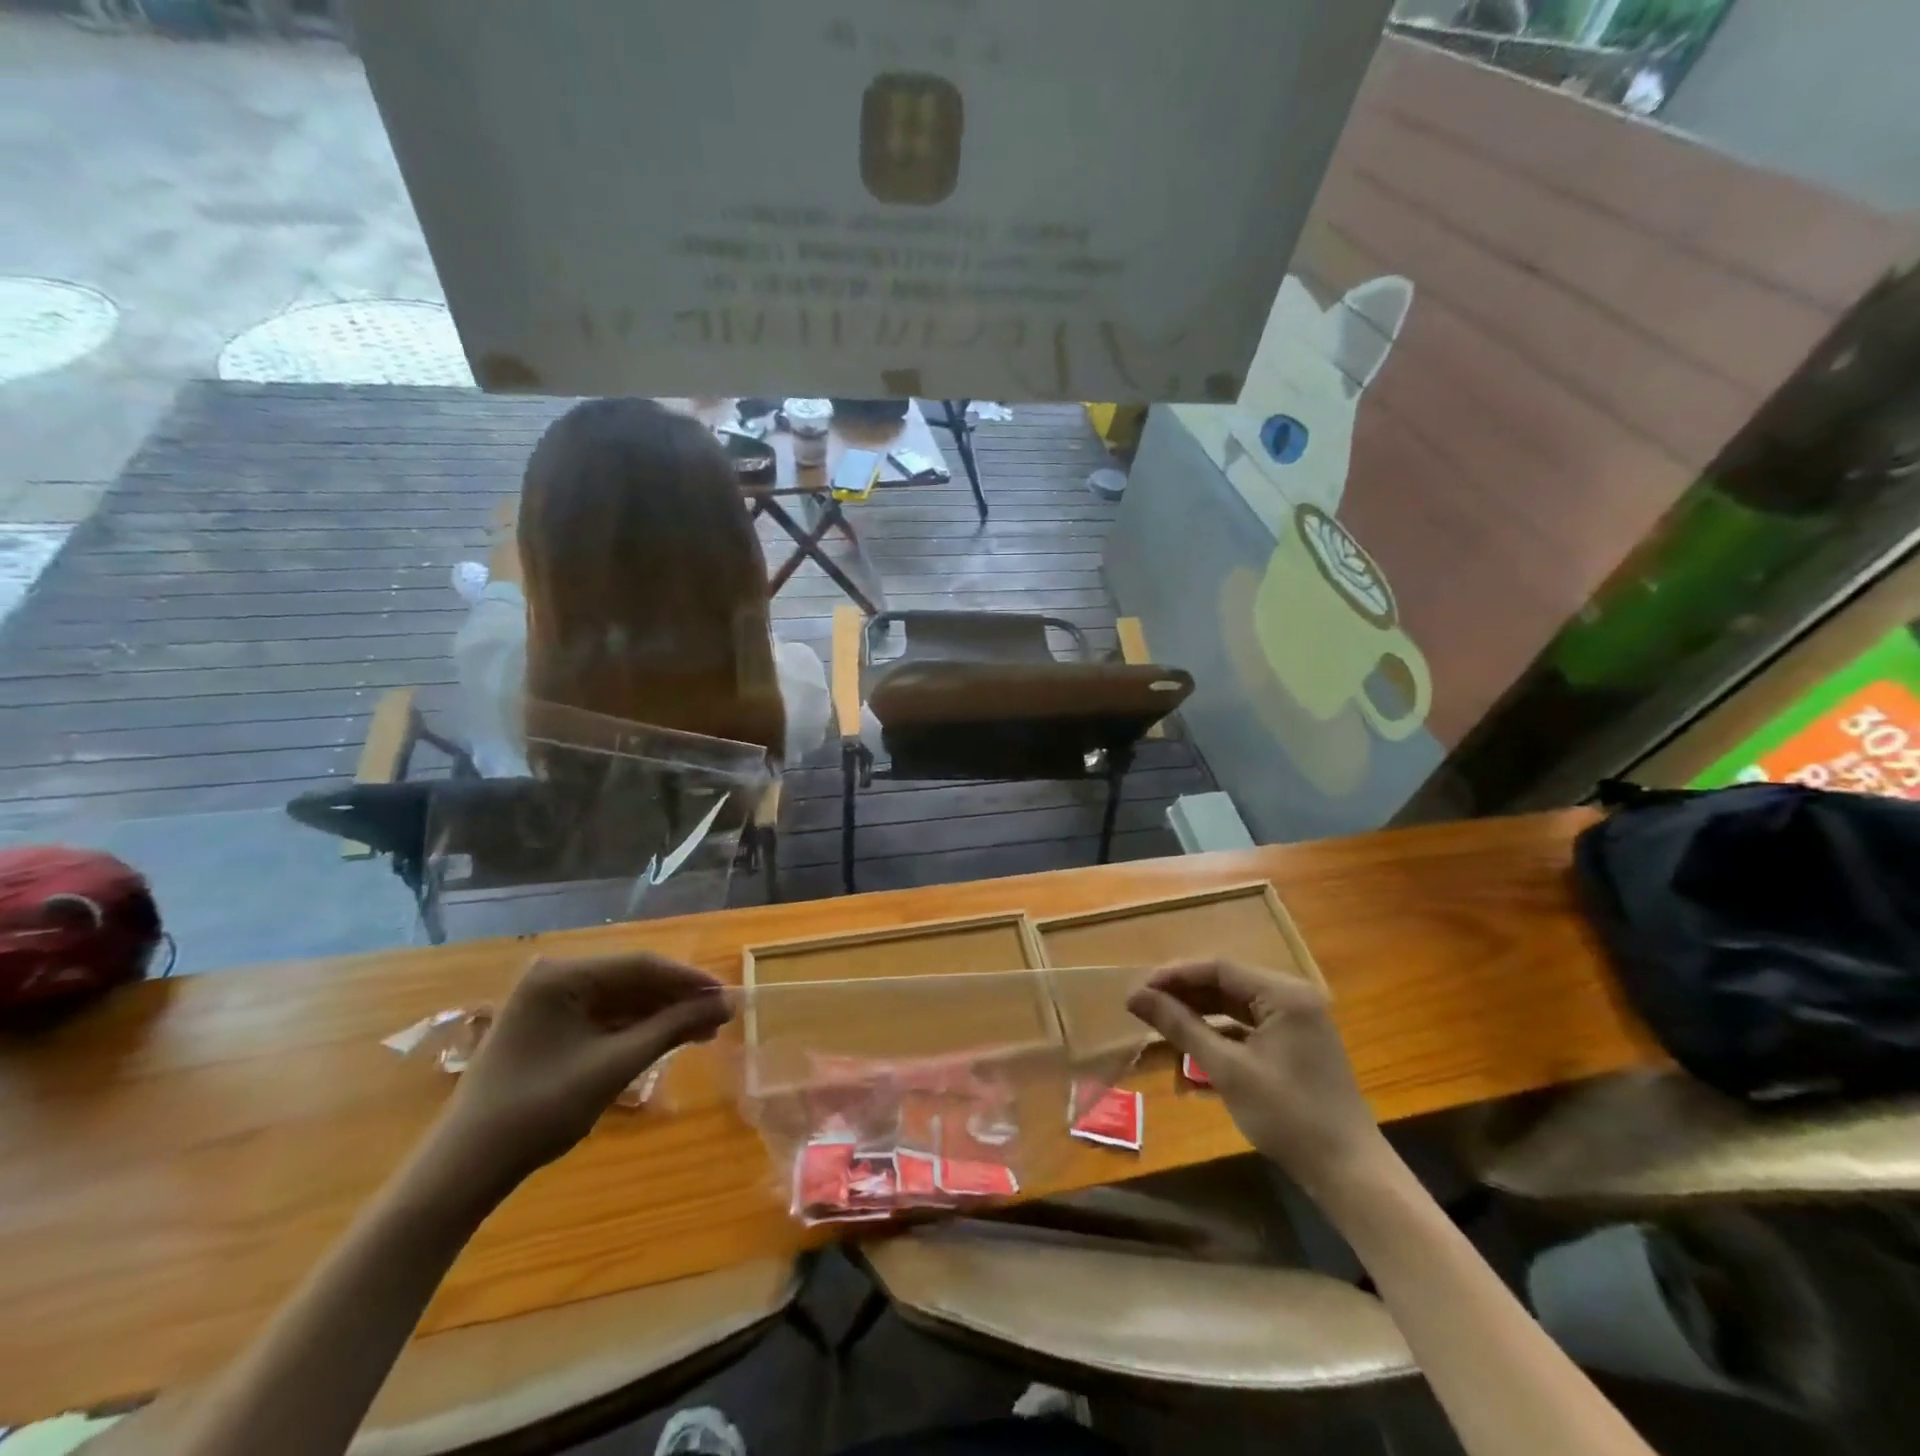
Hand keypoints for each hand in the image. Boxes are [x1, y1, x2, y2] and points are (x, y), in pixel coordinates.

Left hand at [437, 953, 731, 1185]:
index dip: (689, 980)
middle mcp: (554, 978)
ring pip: (621, 999)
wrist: (465, 1169)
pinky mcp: (549, 1028)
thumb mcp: (614, 1065)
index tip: (728, 995)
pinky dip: (636, 1029)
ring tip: (703, 1032)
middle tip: (720, 1017)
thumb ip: (672, 1028)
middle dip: (677, 999)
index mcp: (561, 976)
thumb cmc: (540, 1110)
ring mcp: (549, 1003)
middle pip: (632, 980)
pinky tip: (667, 1040)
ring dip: (661, 1015)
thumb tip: (724, 1004)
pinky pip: (604, 1017)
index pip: (641, 966)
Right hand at [1127, 960, 1385, 1192]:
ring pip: (1236, 1003)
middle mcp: (1293, 997)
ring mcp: (1298, 1020)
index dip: (1175, 976)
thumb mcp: (1227, 1069)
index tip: (1138, 990)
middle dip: (1184, 993)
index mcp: (1284, 994)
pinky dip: (1220, 1030)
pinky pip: (1249, 1024)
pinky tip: (1192, 1042)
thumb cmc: (1288, 1116)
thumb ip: (1180, 1026)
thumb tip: (1135, 996)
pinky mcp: (1296, 1042)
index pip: (1219, 968)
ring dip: (1199, 1011)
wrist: (1349, 1173)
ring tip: (1160, 1020)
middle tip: (1144, 1005)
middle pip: (1227, 982)